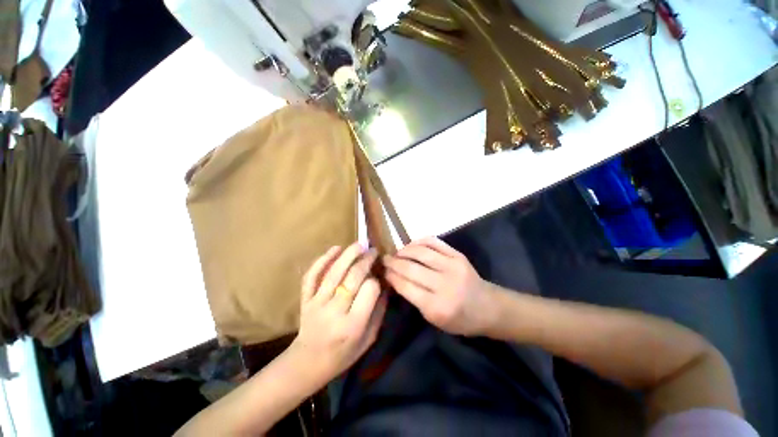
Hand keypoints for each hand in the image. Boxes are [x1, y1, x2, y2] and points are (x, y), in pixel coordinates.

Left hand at [290, 243, 386, 385]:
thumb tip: (384, 284)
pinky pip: (311, 276)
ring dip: (348, 254)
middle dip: (365, 260)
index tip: (378, 276)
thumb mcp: (369, 338)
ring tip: (359, 244)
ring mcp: (317, 303)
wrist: (308, 363)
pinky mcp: (305, 298)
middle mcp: (335, 311)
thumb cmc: (344, 354)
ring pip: (334, 272)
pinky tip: (335, 249)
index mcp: (353, 324)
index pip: (369, 290)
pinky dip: (322, 260)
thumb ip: (379, 310)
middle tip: (373, 251)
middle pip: (352, 277)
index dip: (375, 280)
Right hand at [382, 237, 496, 336]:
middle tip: (385, 259)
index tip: (383, 271)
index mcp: (437, 307)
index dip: (391, 276)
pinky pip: (434, 242)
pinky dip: (419, 241)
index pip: (406, 286)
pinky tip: (411, 245)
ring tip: (397, 252)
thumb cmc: (459, 319)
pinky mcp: (458, 255)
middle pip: (411, 268)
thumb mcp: (434, 319)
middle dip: (393, 262)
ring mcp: (452, 266)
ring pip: (420, 252)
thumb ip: (414, 299)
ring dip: (404, 250)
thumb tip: (396, 277)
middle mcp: (444, 284)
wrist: (488, 307)